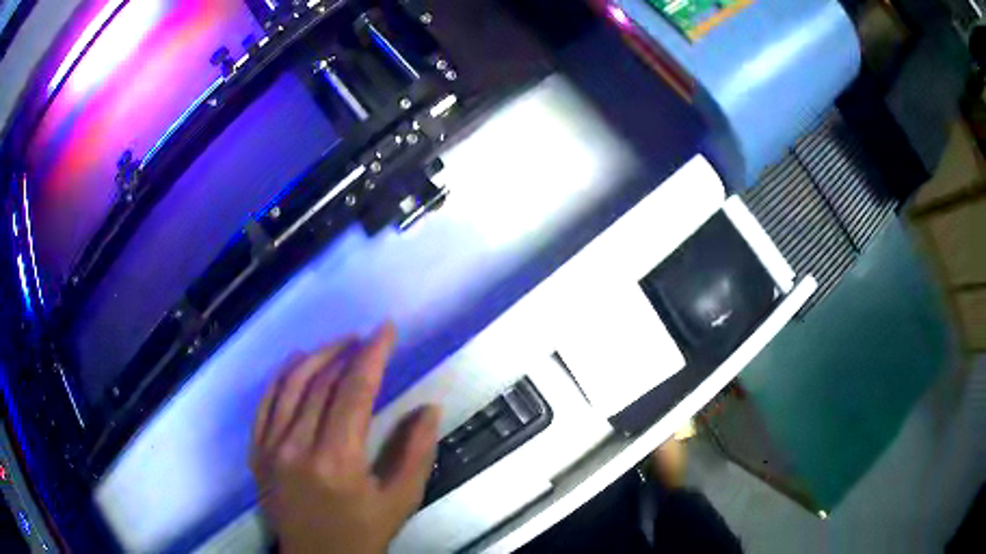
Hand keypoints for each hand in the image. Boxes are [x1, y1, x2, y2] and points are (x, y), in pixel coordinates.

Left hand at [251, 324, 440, 553]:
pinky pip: (265, 403)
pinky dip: (281, 377)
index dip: (372, 355)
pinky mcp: (257, 451)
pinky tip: (297, 363)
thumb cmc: (363, 533)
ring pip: (289, 386)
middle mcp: (297, 448)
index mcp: (337, 461)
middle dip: (346, 352)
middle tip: (366, 338)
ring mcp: (271, 448)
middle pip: (320, 383)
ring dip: (315, 358)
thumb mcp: (401, 500)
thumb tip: (429, 407)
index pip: (354, 392)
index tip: (386, 330)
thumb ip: (417, 452)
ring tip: (338, 344)